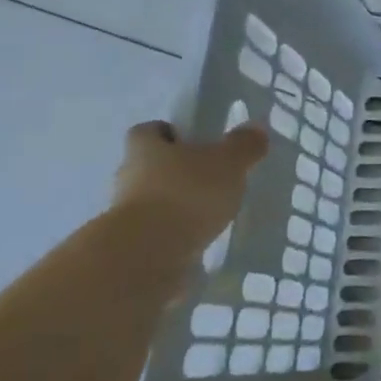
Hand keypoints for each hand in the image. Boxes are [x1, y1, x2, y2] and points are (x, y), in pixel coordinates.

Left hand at [109, 120, 267, 255]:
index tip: (197, 143)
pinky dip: (177, 229)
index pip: (152, 130)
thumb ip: (243, 145)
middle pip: (153, 164)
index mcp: (145, 146)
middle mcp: (128, 174)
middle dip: (180, 170)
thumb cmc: (188, 193)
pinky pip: (158, 227)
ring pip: (155, 197)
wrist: (149, 252)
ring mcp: (125, 210)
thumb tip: (255, 128)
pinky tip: (201, 236)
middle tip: (214, 178)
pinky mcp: (132, 241)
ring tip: (212, 211)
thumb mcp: (228, 162)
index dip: (173, 133)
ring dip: (178, 202)